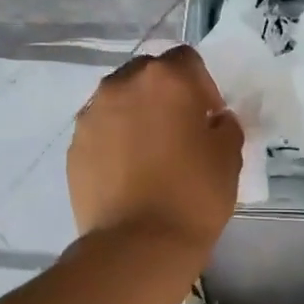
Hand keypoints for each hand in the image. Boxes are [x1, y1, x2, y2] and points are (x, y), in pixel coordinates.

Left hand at [68, 46, 243, 254]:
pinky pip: (101, 129)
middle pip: (148, 74)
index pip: (187, 59)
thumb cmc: (194, 195)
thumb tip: (212, 120)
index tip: (208, 118)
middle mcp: (122, 85)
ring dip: (136, 114)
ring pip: (119, 100)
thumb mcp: (229, 156)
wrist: (138, 244)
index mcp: (166, 79)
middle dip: (165, 94)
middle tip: (178, 131)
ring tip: (150, 153)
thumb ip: (224, 125)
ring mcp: (92, 114)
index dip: (202, 86)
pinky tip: (127, 172)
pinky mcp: (74, 145)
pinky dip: (115, 140)